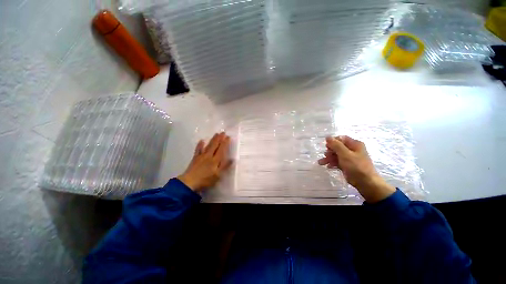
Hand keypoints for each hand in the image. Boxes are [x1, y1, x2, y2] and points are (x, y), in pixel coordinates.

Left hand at [178, 132, 232, 191]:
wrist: (189, 182)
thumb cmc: (205, 180)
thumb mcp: (218, 175)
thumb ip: (225, 166)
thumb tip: (233, 159)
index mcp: (215, 160)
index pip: (221, 149)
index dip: (225, 143)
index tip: (228, 137)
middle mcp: (209, 156)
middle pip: (215, 145)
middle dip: (219, 138)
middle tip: (223, 132)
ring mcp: (201, 156)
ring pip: (208, 146)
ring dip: (212, 139)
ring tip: (216, 134)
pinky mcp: (195, 158)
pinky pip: (198, 149)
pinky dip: (200, 145)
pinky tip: (202, 140)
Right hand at [318, 136, 395, 202]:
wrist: (365, 183)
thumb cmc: (356, 166)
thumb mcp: (345, 154)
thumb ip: (336, 145)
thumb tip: (327, 137)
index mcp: (355, 144)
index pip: (341, 138)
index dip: (333, 141)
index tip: (326, 146)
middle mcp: (352, 150)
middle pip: (338, 147)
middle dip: (329, 151)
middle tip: (325, 155)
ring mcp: (350, 158)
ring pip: (336, 155)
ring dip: (328, 158)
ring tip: (321, 163)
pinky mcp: (347, 166)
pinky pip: (338, 162)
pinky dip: (332, 163)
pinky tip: (328, 166)